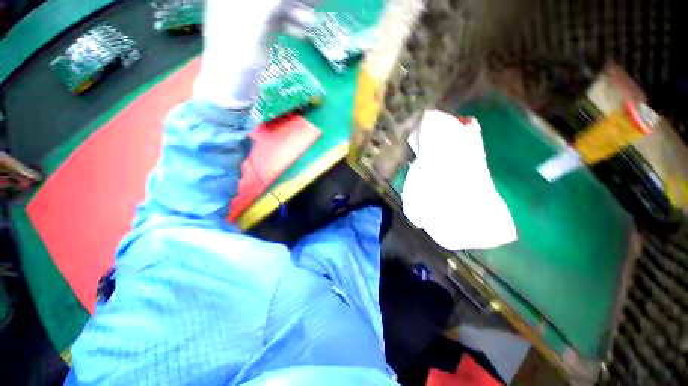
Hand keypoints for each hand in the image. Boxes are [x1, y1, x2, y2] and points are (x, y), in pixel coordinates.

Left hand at [194, 0, 316, 107]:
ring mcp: (250, 17)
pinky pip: (278, 22)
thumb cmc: (235, 56)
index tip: (302, 0)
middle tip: (314, 4)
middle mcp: (240, 3)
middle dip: (292, 1)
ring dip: (295, 12)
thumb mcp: (251, 24)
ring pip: (276, 7)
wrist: (232, 87)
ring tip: (311, 22)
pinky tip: (302, 32)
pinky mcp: (259, 32)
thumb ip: (268, 4)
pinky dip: (291, 25)